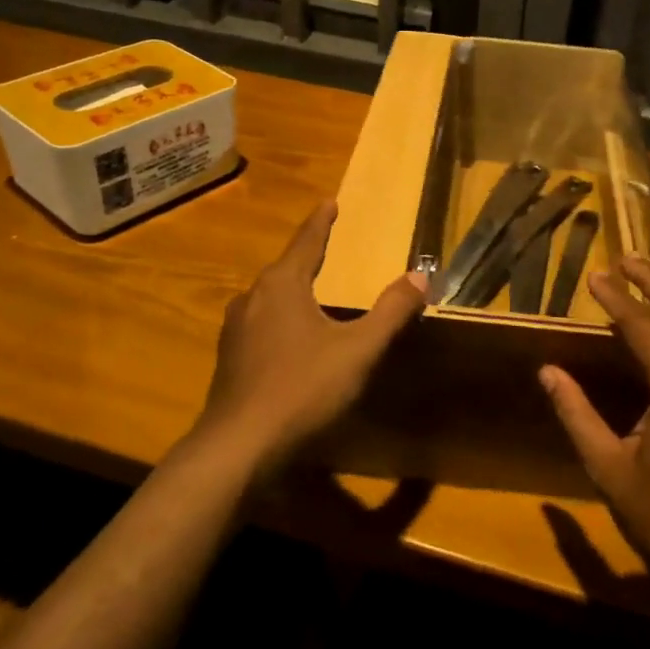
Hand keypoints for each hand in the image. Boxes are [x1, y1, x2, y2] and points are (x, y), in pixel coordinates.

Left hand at [195, 201, 426, 475]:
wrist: (239, 446)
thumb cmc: (303, 388)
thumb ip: (391, 312)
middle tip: (327, 246)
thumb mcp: (359, 349)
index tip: (329, 202)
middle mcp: (253, 298)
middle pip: (284, 267)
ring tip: (311, 291)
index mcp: (282, 285)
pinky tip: (291, 339)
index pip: (306, 241)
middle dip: (306, 255)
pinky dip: (280, 319)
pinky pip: (260, 324)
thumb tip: (420, 276)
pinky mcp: (229, 359)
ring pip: (269, 298)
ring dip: (291, 289)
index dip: (321, 222)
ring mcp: (235, 330)